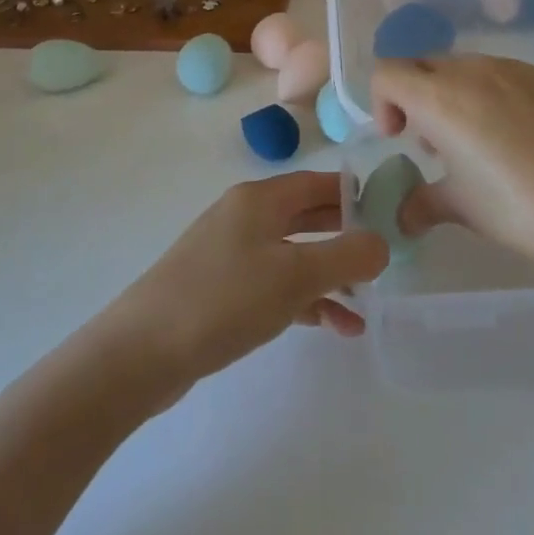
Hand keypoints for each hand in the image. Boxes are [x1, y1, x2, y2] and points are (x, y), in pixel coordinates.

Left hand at [98, 172, 389, 399]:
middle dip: (346, 238)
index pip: (318, 183)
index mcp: (259, 199)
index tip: (391, 216)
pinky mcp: (222, 290)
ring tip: (366, 305)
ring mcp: (230, 254)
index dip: (355, 195)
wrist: (142, 351)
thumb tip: (382, 243)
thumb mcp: (294, 275)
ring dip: (330, 277)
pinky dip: (305, 300)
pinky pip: (275, 286)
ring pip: (294, 255)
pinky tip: (334, 327)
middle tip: (385, 260)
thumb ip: (346, 256)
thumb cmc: (224, 299)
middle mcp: (245, 217)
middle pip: (307, 217)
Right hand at [372, 55, 533, 281]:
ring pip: (463, 68)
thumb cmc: (520, 209)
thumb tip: (403, 215)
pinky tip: (517, 139)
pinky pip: (501, 75)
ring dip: (454, 96)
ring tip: (477, 143)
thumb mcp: (463, 208)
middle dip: (416, 99)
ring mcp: (513, 69)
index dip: (382, 104)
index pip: (386, 74)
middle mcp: (472, 70)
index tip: (400, 139)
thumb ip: (422, 202)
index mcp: (440, 98)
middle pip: (423, 66)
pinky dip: (490, 96)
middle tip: (434, 145)